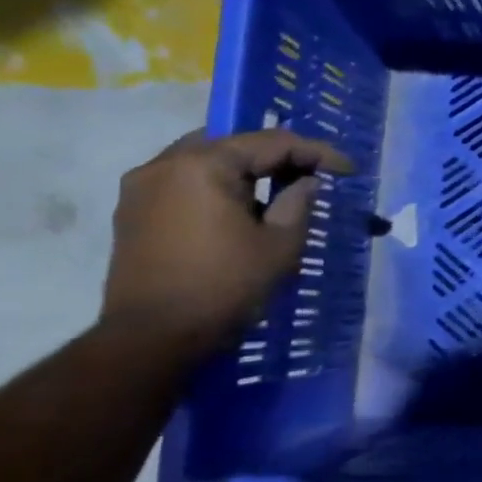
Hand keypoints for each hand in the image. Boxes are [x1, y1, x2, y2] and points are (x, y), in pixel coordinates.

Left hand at [102, 129, 353, 351]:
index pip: (272, 143)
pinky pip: (184, 181)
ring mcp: (141, 187)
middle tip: (313, 174)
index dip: (317, 152)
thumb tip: (307, 182)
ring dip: (245, 170)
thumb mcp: (280, 245)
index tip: (348, 170)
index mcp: (204, 165)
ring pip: (206, 160)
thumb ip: (298, 203)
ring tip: (278, 191)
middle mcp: (165, 164)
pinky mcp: (132, 211)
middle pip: (234, 144)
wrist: (152, 338)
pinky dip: (218, 186)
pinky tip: (240, 209)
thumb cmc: (225, 287)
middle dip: (277, 156)